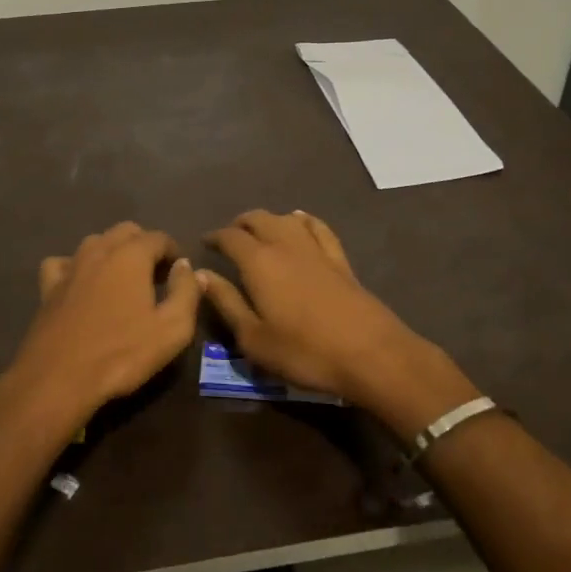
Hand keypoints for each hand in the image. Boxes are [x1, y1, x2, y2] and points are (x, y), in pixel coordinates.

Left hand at [0, 221, 200, 434]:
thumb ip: (186, 292)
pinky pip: (63, 262)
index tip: (180, 274)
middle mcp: (99, 250)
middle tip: (155, 275)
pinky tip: (81, 284)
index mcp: (131, 255)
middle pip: (126, 231)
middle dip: (145, 245)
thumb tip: (187, 267)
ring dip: (113, 252)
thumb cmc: (121, 354)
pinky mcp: (48, 287)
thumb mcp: (172, 329)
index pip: (159, 237)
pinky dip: (76, 266)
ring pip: (95, 242)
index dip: (174, 252)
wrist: (58, 379)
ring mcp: (70, 266)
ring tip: (123, 279)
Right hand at [200, 210, 462, 424]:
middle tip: (230, 237)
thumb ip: (226, 302)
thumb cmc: (304, 351)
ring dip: (269, 219)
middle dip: (240, 223)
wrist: (370, 353)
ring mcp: (316, 249)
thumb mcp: (253, 337)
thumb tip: (200, 274)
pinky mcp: (340, 259)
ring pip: (286, 218)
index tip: (205, 243)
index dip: (215, 237)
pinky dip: (303, 220)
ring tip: (259, 230)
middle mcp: (285, 245)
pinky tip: (301, 221)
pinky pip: (318, 227)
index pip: (230, 237)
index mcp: (258, 262)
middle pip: (258, 219)